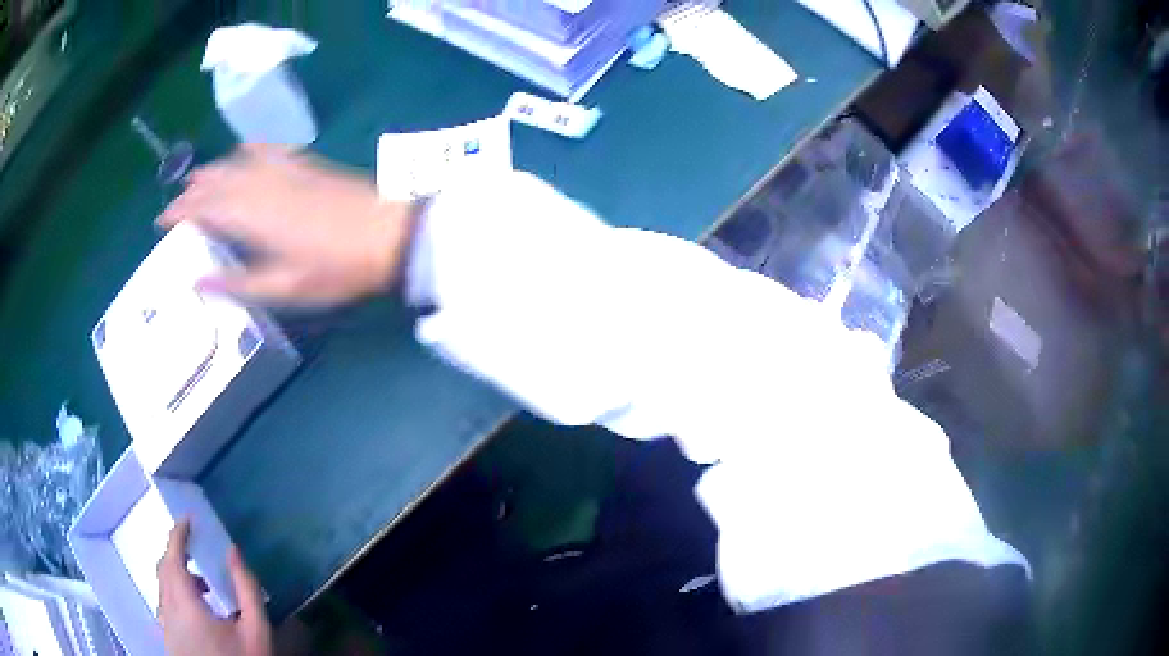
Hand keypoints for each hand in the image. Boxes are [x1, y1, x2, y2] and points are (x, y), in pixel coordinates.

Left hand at [158, 520, 272, 655]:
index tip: (188, 520)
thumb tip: (233, 552)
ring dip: (178, 577)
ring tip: (205, 588)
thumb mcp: (256, 631)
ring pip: (163, 589)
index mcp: (184, 603)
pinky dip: (177, 596)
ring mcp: (165, 627)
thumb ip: (246, 589)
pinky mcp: (169, 640)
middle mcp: (167, 610)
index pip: (172, 557)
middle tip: (198, 553)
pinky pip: (166, 606)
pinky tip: (199, 614)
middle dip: (177, 555)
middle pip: (163, 571)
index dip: (178, 534)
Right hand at [159, 145, 416, 306]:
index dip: (180, 212)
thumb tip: (197, 282)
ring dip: (214, 169)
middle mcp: (262, 185)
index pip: (204, 208)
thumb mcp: (284, 288)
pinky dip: (248, 152)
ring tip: (197, 177)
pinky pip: (268, 150)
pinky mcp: (306, 164)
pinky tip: (243, 152)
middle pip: (217, 181)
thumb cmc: (336, 270)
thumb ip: (238, 283)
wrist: (389, 234)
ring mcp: (286, 170)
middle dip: (191, 190)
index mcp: (251, 216)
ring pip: (238, 163)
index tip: (162, 220)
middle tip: (175, 201)